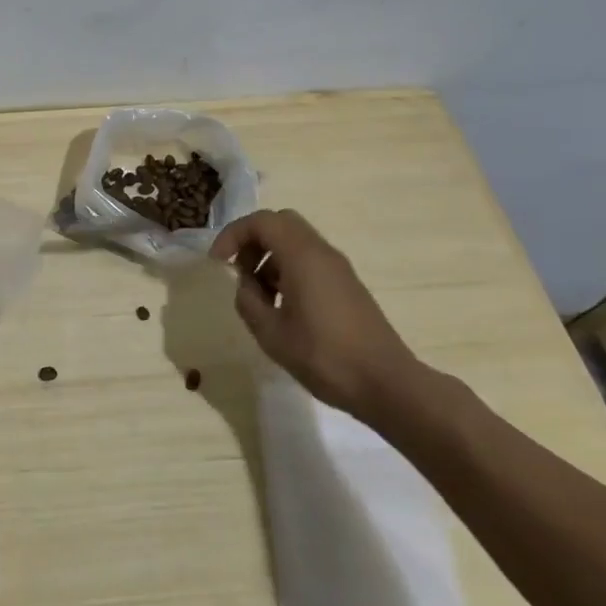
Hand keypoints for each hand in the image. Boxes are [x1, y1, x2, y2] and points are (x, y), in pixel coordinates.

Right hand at [211, 208, 419, 420]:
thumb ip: (248, 301)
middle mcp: (322, 252)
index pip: (261, 221)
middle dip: (252, 240)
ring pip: (295, 241)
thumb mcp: (271, 333)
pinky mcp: (347, 285)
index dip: (233, 234)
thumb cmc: (324, 356)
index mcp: (302, 256)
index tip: (218, 263)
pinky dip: (288, 269)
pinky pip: (310, 260)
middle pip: (280, 223)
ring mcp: (338, 268)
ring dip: (270, 257)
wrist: (387, 384)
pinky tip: (284, 307)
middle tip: (239, 271)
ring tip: (260, 295)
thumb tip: (246, 285)